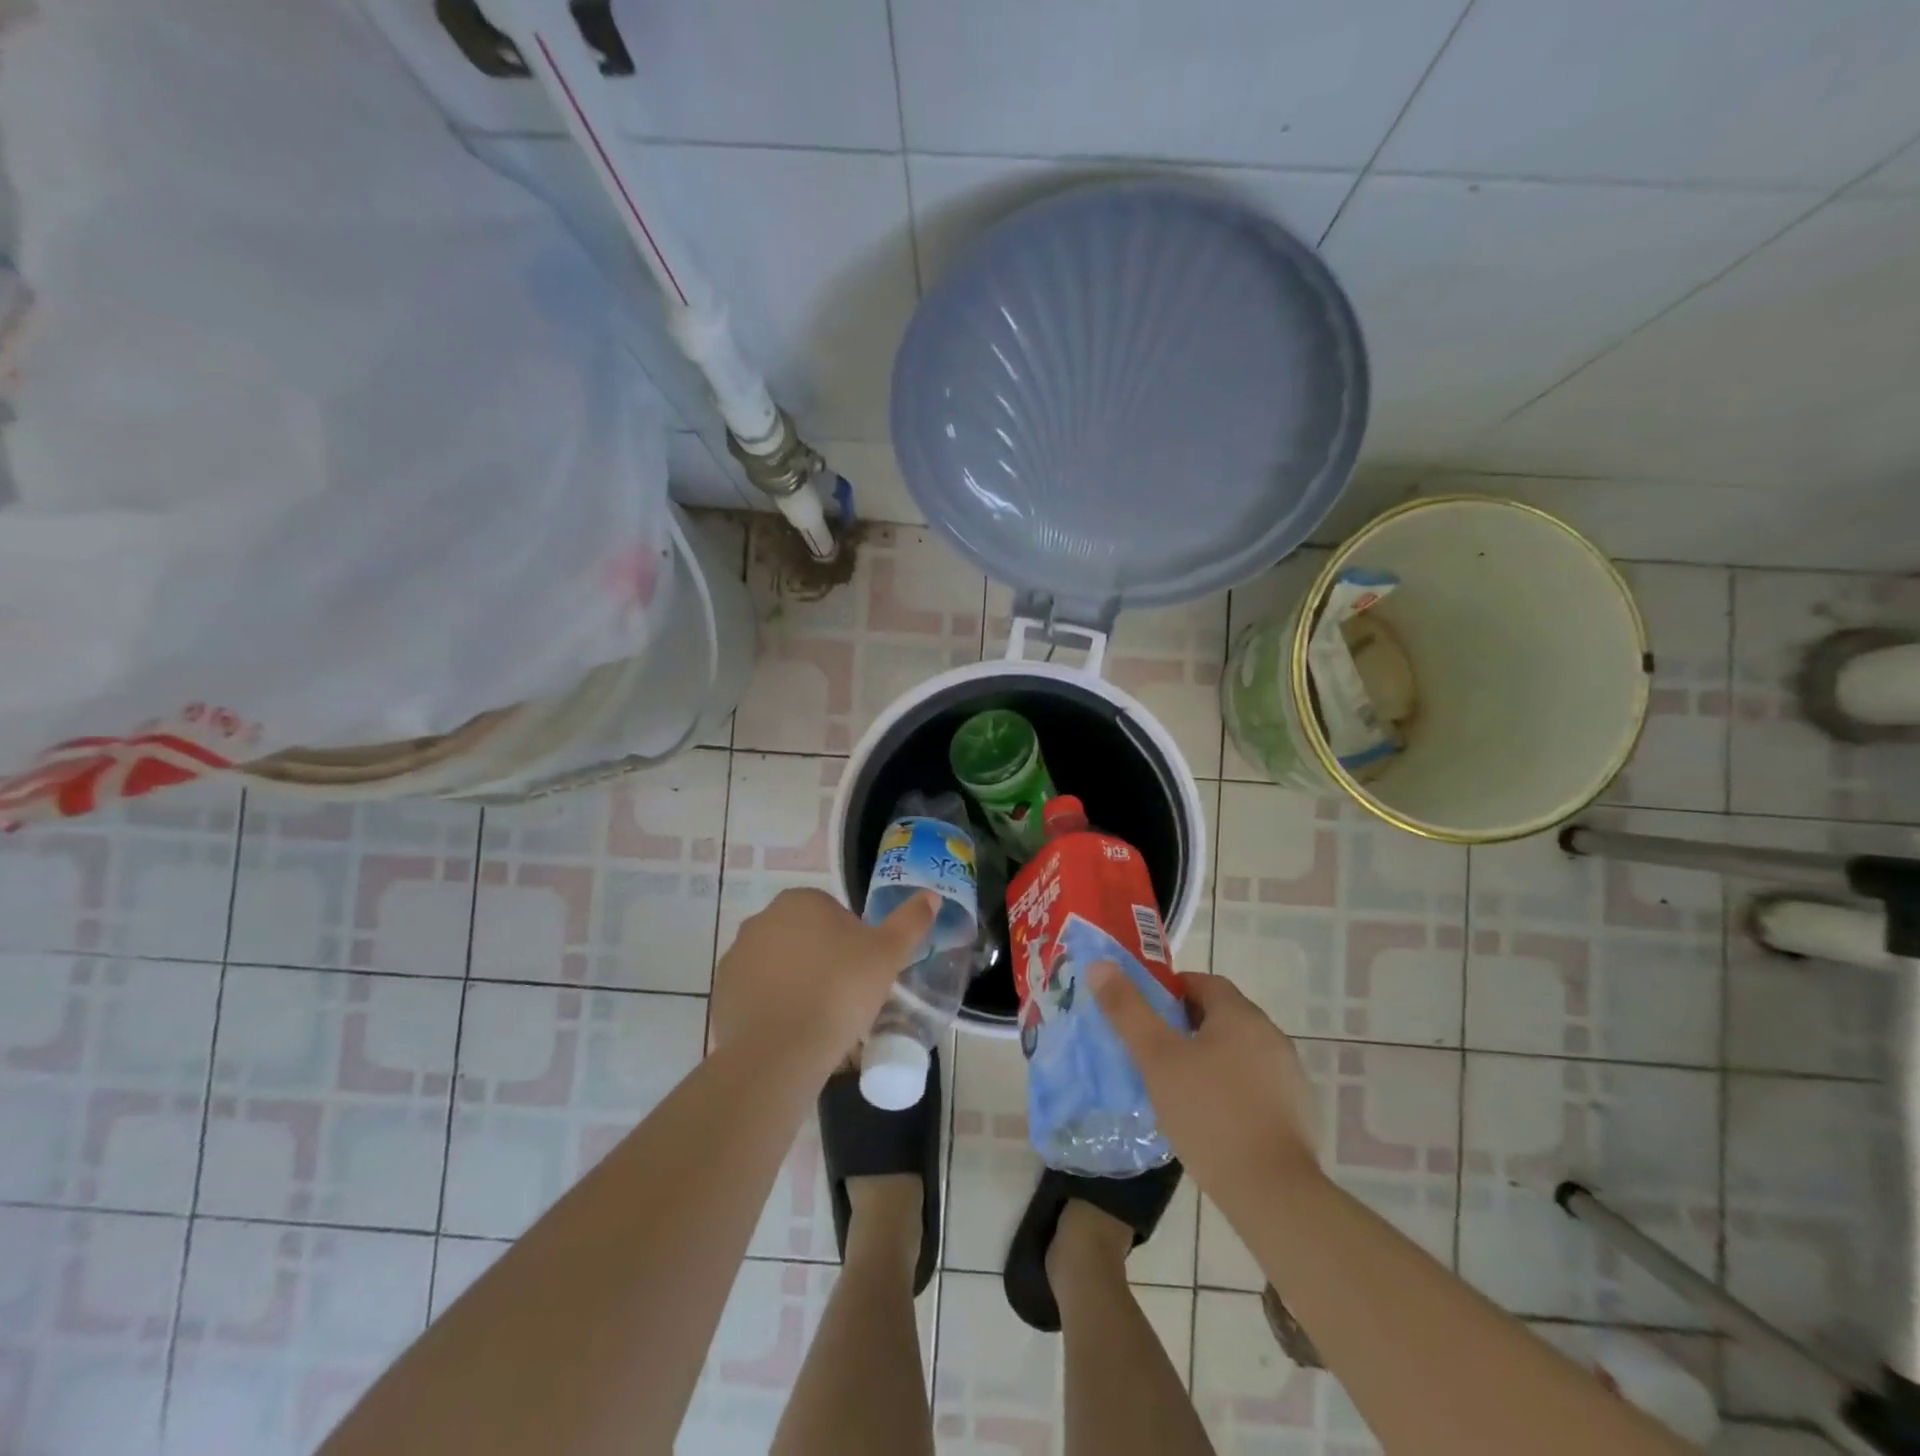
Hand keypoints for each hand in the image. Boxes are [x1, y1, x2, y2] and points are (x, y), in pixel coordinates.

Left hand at [710, 887, 936, 1076]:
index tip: (862, 974)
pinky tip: (791, 1032)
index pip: (833, 914)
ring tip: (819, 1020)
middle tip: (845, 998)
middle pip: (805, 938)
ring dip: (796, 983)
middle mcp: (762, 919)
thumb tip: (930, 896)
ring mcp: (737, 956)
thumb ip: (910, 921)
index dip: (853, 943)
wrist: (781, 1051)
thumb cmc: (840, 991)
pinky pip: (756, 994)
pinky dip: (772, 1007)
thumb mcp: (888, 954)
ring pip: (779, 966)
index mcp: (801, 901)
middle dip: (823, 961)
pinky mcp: (722, 993)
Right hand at [1088, 962, 1321, 1205]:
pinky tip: (1208, 1117)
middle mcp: (1270, 1035)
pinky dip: (1229, 1087)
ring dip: (1208, 1058)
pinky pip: (1253, 1084)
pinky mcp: (1296, 1112)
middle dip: (1185, 1026)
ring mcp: (1288, 1075)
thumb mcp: (1157, 1058)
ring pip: (1237, 1051)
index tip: (1145, 1014)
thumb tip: (1100, 966)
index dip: (1170, 991)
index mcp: (1240, 1015)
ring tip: (1175, 1086)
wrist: (1273, 1193)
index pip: (1203, 982)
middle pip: (1220, 1015)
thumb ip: (1127, 1009)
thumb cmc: (1209, 1113)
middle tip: (1152, 1050)